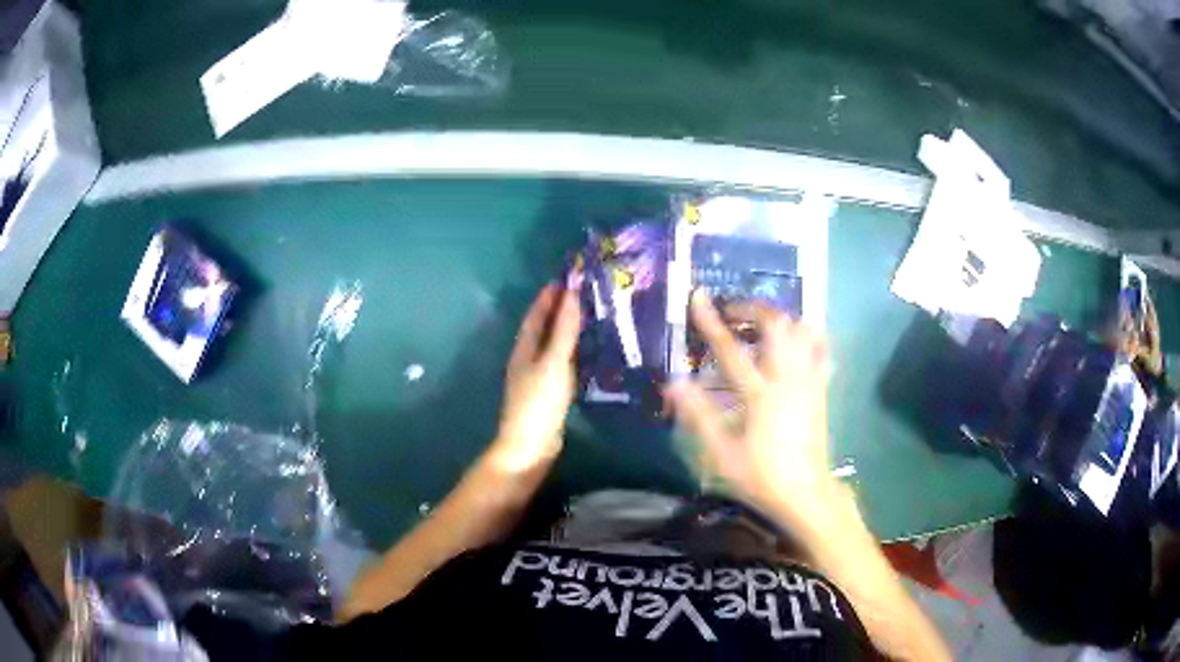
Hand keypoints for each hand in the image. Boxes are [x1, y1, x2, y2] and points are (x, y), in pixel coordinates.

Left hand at [492, 283, 581, 471]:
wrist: (530, 446)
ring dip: (565, 330)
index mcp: (524, 348)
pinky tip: (586, 353)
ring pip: (550, 345)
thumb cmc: (539, 402)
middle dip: (557, 310)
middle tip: (582, 294)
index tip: (566, 278)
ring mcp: (535, 377)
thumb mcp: (554, 363)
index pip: (535, 314)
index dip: (548, 296)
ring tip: (588, 317)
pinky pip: (559, 362)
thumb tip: (571, 294)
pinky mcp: (546, 393)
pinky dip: (571, 351)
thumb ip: (564, 330)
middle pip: (541, 328)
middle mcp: (526, 359)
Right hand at [667, 291, 839, 531]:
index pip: (731, 349)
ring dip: (781, 319)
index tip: (698, 296)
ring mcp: (810, 381)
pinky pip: (820, 350)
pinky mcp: (821, 389)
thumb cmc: (761, 476)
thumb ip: (699, 415)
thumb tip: (674, 382)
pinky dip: (808, 336)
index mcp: (760, 395)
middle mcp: (788, 379)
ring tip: (762, 324)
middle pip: (777, 325)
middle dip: (753, 309)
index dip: (711, 321)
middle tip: (733, 312)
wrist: (806, 493)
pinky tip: (797, 340)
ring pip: (803, 331)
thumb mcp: (722, 453)